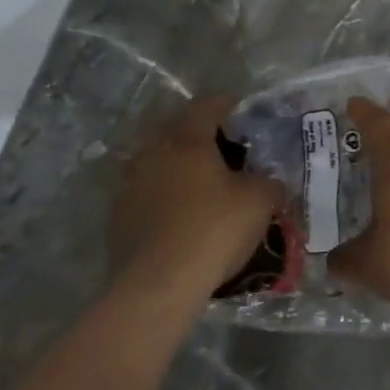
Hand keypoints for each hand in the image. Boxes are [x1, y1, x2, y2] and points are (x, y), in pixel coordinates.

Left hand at [108, 96, 283, 302]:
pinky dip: (165, 198)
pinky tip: (182, 217)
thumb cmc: (213, 229)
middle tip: (226, 150)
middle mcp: (153, 154)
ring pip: (159, 164)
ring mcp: (129, 187)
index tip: (241, 109)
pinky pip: (147, 196)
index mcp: (187, 140)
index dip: (227, 103)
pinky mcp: (117, 220)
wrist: (158, 286)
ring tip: (203, 186)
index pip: (207, 105)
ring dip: (179, 169)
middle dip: (201, 137)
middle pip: (178, 132)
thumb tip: (271, 182)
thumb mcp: (260, 201)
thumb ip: (269, 183)